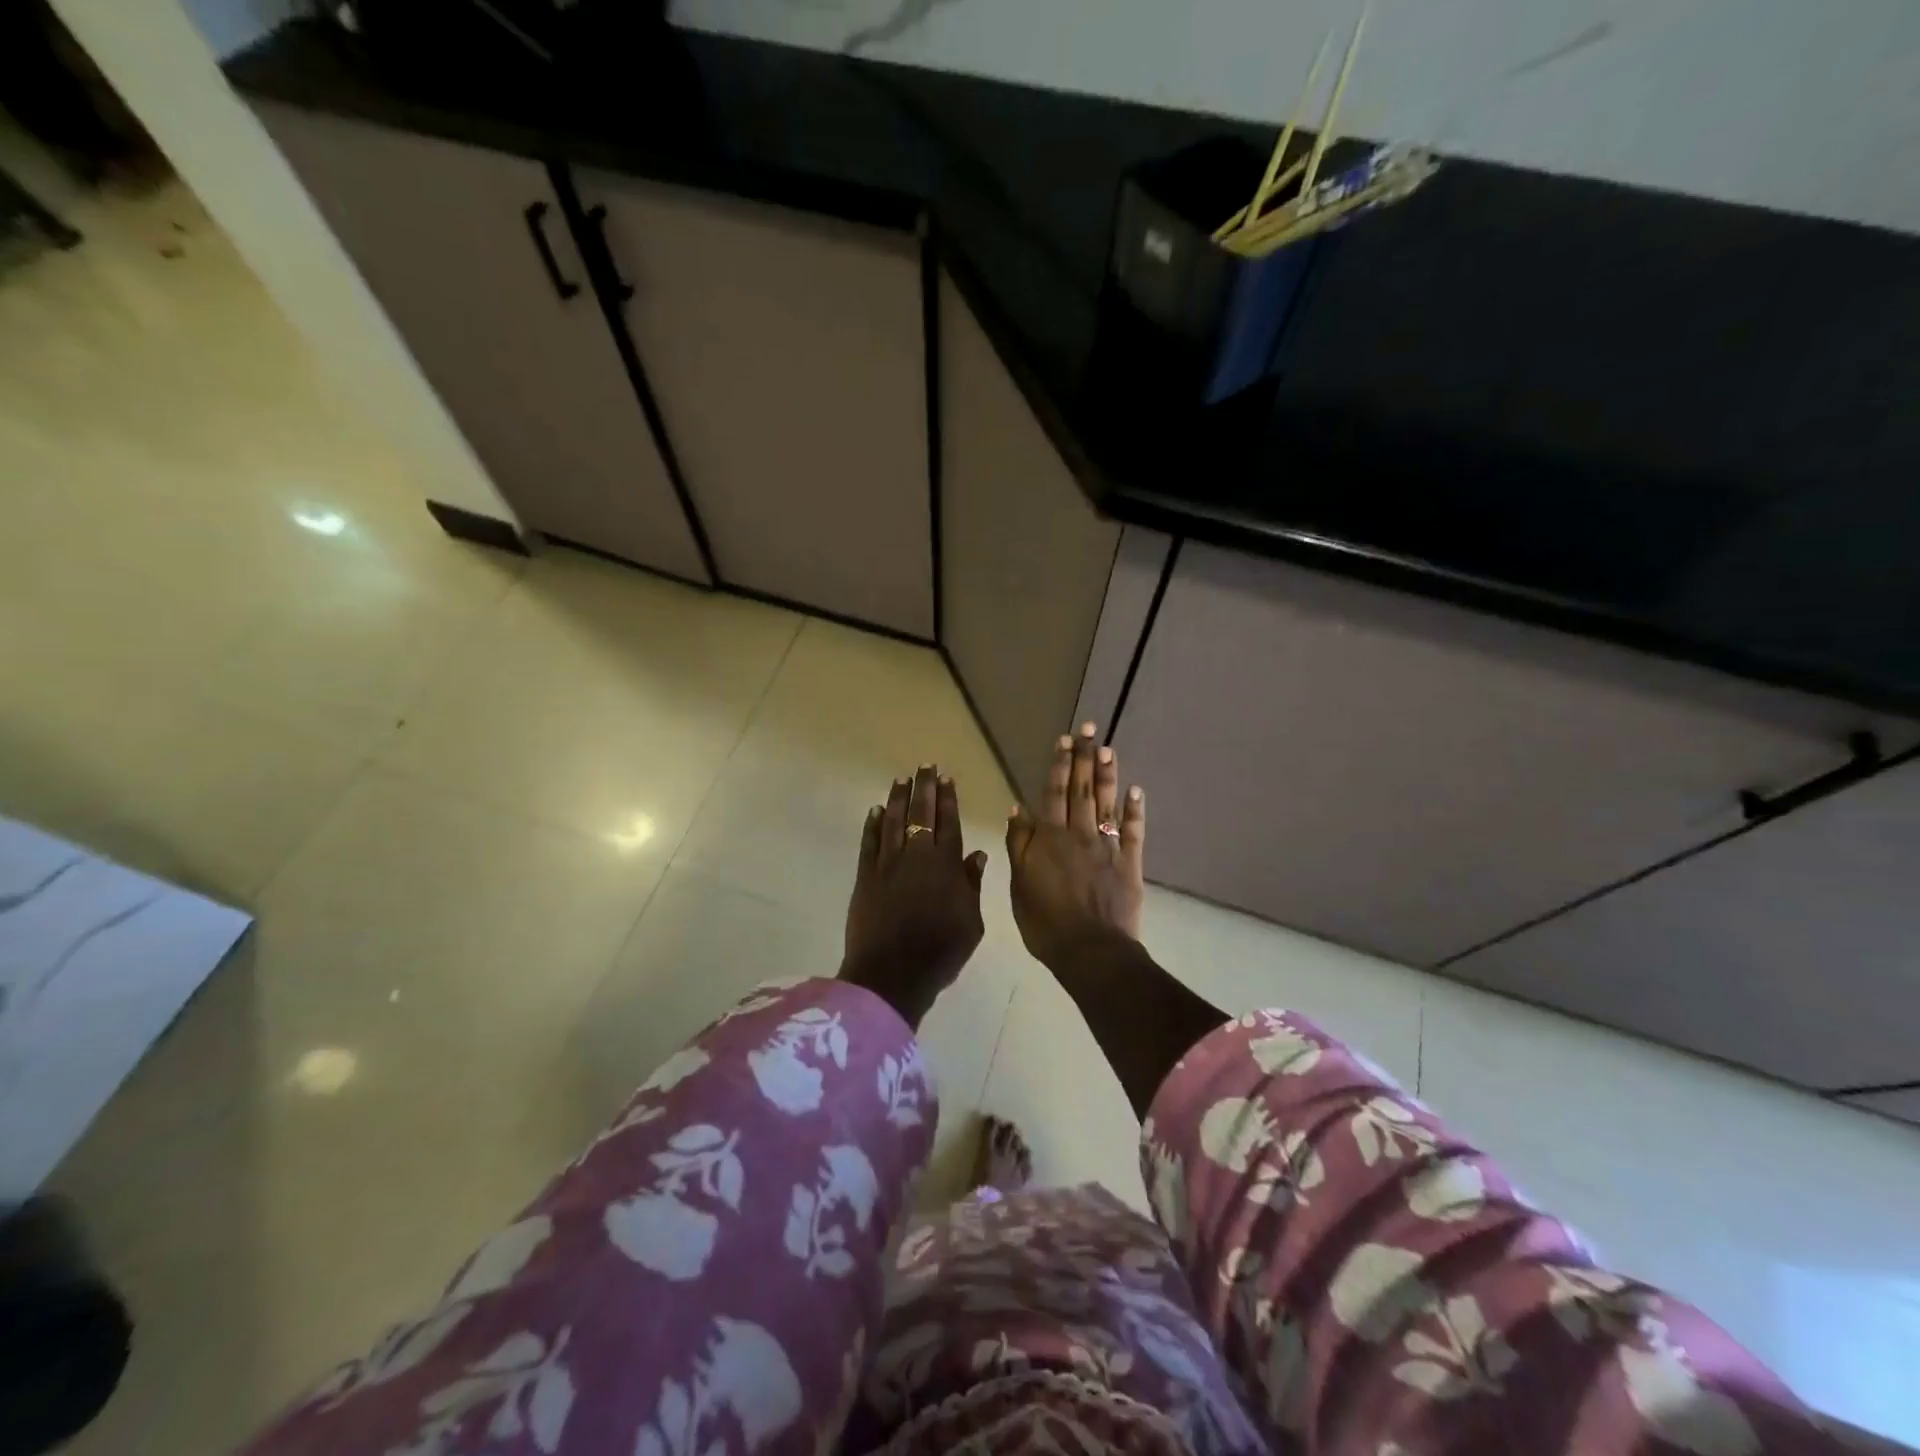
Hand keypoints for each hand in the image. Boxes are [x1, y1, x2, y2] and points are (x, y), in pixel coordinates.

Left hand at [840, 764, 988, 1027]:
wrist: (892, 974)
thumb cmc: (940, 951)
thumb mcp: (971, 922)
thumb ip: (972, 885)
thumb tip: (976, 853)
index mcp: (946, 866)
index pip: (948, 823)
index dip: (947, 799)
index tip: (946, 778)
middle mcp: (917, 856)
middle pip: (920, 814)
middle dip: (924, 788)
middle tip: (925, 766)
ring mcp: (887, 864)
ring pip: (893, 821)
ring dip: (898, 798)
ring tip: (902, 779)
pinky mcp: (865, 877)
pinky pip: (869, 843)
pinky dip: (872, 825)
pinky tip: (875, 810)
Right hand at [1005, 723, 1145, 978]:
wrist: (1090, 951)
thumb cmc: (1045, 922)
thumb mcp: (1019, 884)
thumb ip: (1019, 844)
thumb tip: (1018, 808)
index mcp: (1050, 838)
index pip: (1054, 793)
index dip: (1059, 765)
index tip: (1064, 739)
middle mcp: (1080, 834)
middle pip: (1082, 790)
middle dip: (1083, 757)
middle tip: (1088, 728)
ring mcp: (1107, 847)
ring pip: (1107, 803)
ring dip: (1107, 775)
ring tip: (1108, 748)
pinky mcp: (1129, 864)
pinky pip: (1132, 832)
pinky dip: (1134, 811)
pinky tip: (1136, 790)